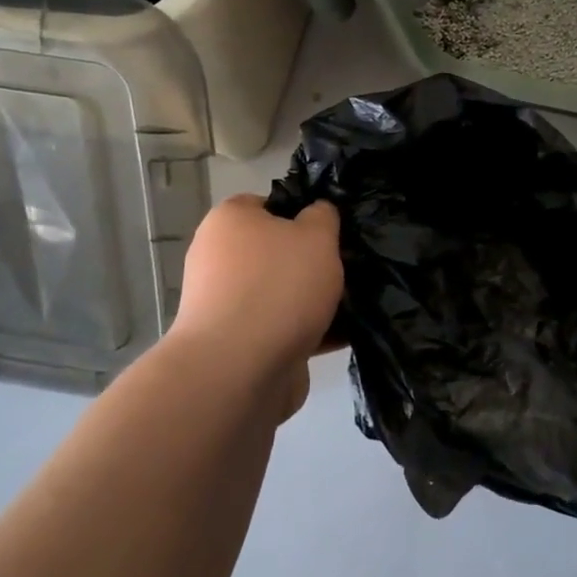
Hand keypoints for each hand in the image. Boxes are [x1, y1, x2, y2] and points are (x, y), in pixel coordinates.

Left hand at [171, 195, 342, 412]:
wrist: (239, 372)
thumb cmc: (278, 287)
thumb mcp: (316, 235)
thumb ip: (323, 216)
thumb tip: (317, 213)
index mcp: (229, 222)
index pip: (269, 204)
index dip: (303, 212)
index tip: (333, 229)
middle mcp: (220, 259)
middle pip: (278, 251)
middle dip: (314, 261)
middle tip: (350, 265)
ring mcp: (227, 304)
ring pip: (283, 291)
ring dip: (315, 298)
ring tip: (356, 302)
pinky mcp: (239, 344)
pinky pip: (283, 327)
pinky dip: (311, 330)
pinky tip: (346, 334)